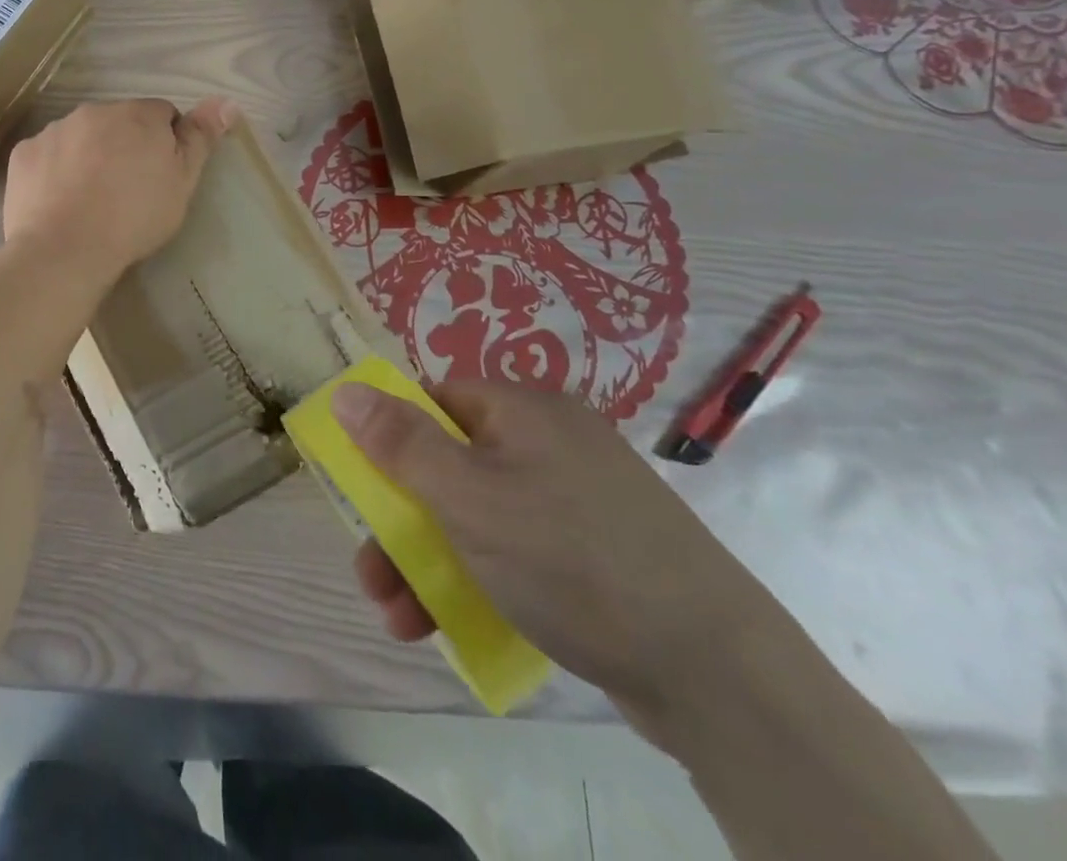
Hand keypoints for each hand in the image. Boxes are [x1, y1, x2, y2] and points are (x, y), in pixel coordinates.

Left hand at [3, 98, 239, 288]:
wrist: (64, 249)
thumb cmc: (134, 217)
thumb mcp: (181, 182)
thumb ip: (201, 138)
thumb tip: (227, 100)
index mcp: (136, 115)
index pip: (162, 114)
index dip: (165, 143)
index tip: (160, 176)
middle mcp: (93, 112)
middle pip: (117, 123)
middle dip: (124, 146)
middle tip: (127, 192)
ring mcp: (53, 131)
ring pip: (79, 137)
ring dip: (88, 156)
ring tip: (91, 201)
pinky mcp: (23, 154)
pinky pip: (46, 156)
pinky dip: (54, 172)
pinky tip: (59, 203)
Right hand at [332, 378, 783, 734]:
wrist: (720, 676)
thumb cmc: (571, 560)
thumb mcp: (468, 497)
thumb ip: (400, 443)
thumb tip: (346, 390)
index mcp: (525, 410)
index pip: (435, 401)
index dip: (392, 440)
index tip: (367, 491)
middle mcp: (552, 442)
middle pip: (451, 465)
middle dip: (402, 523)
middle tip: (374, 579)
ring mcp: (580, 499)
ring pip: (480, 515)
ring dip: (430, 562)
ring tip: (401, 622)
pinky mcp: (600, 553)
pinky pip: (519, 550)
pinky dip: (480, 579)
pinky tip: (454, 624)